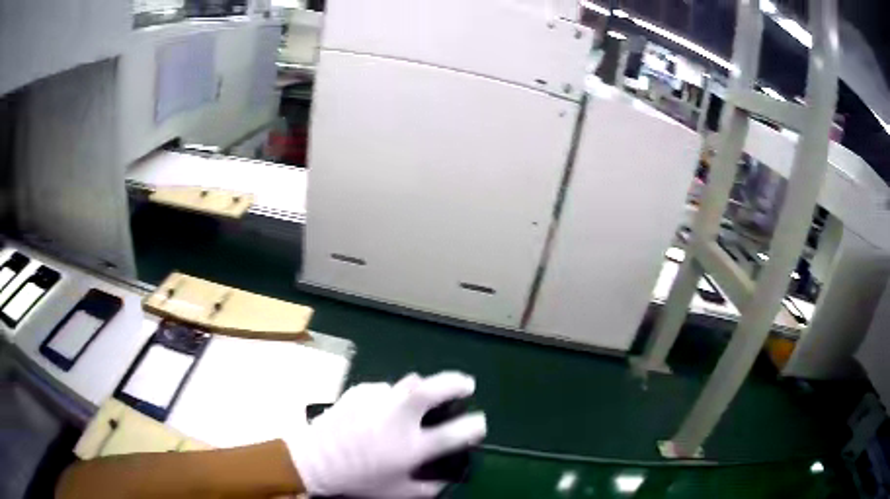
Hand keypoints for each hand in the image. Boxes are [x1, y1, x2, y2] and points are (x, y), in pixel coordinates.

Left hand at [288, 372, 485, 497]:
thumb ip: (430, 488)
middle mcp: (397, 418)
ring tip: (417, 401)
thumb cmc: (359, 481)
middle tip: (466, 384)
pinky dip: (390, 398)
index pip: (456, 434)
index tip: (479, 423)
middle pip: (433, 389)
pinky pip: (384, 390)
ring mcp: (377, 401)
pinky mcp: (360, 392)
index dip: (475, 427)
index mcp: (411, 447)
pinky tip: (380, 411)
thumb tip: (448, 480)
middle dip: (456, 383)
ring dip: (420, 389)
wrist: (315, 462)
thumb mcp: (398, 493)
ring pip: (409, 384)